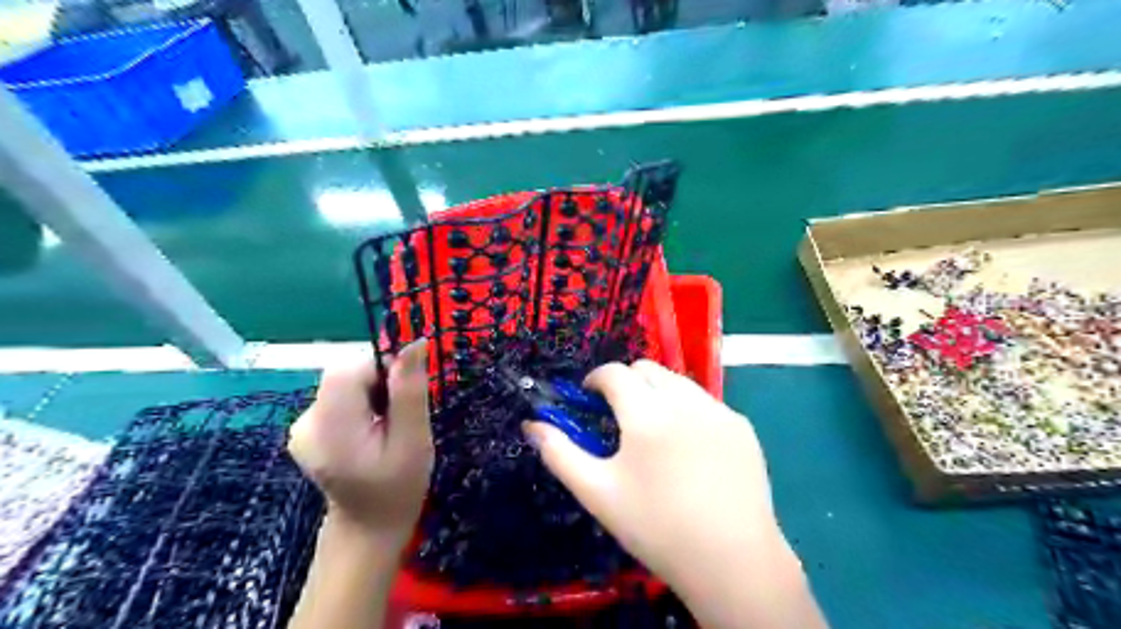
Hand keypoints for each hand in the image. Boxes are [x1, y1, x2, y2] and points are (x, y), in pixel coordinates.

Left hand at [285, 339, 430, 550]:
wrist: (369, 527)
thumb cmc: (398, 488)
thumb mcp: (414, 440)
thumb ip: (410, 391)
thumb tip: (415, 342)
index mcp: (329, 428)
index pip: (348, 370)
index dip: (382, 369)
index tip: (405, 394)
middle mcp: (306, 422)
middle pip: (344, 374)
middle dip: (379, 383)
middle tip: (400, 415)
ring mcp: (302, 426)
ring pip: (344, 383)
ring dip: (372, 392)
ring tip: (387, 425)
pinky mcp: (307, 428)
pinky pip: (338, 397)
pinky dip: (360, 402)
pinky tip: (371, 430)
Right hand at [526, 358, 821, 628]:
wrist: (731, 561)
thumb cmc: (655, 527)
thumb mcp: (597, 492)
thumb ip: (559, 453)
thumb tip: (532, 425)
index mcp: (646, 413)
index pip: (614, 373)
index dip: (596, 379)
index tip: (590, 397)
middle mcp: (685, 400)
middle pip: (647, 369)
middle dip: (627, 382)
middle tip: (621, 415)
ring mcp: (719, 411)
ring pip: (679, 381)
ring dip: (659, 392)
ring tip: (655, 431)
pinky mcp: (742, 426)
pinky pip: (706, 403)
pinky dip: (689, 410)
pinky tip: (691, 448)